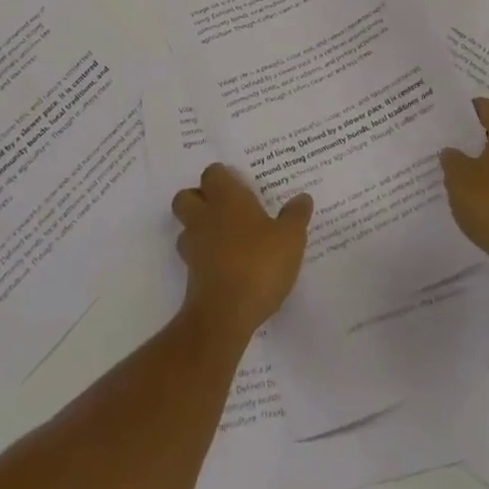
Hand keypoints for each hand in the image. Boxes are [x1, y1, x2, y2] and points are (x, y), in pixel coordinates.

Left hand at [172, 164, 312, 342]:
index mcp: (226, 199)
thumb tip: (302, 198)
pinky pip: (193, 256)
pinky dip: (205, 257)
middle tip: (225, 208)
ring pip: (185, 227)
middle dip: (199, 199)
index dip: (223, 177)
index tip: (240, 185)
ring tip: (225, 238)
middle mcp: (204, 216)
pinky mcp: (190, 276)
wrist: (225, 315)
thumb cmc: (259, 264)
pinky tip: (227, 266)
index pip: (213, 173)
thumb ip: (296, 215)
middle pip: (186, 196)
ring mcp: (193, 247)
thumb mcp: (290, 238)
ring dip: (199, 229)